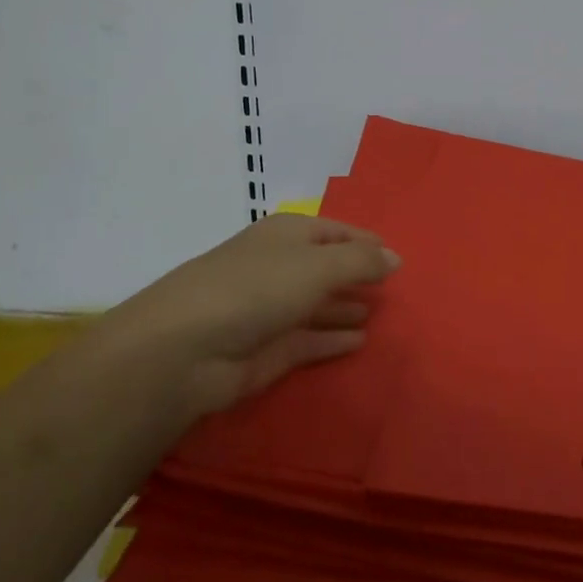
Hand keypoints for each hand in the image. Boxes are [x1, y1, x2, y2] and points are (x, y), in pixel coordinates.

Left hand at [83, 214, 400, 418]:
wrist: (184, 350)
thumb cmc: (255, 289)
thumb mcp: (318, 265)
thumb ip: (361, 261)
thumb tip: (395, 258)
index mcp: (288, 235)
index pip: (337, 231)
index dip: (367, 243)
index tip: (398, 260)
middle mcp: (280, 267)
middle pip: (327, 268)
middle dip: (359, 276)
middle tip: (397, 290)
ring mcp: (272, 310)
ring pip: (319, 305)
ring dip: (347, 307)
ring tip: (382, 314)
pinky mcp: (268, 350)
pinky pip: (311, 340)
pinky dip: (334, 339)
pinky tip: (361, 340)